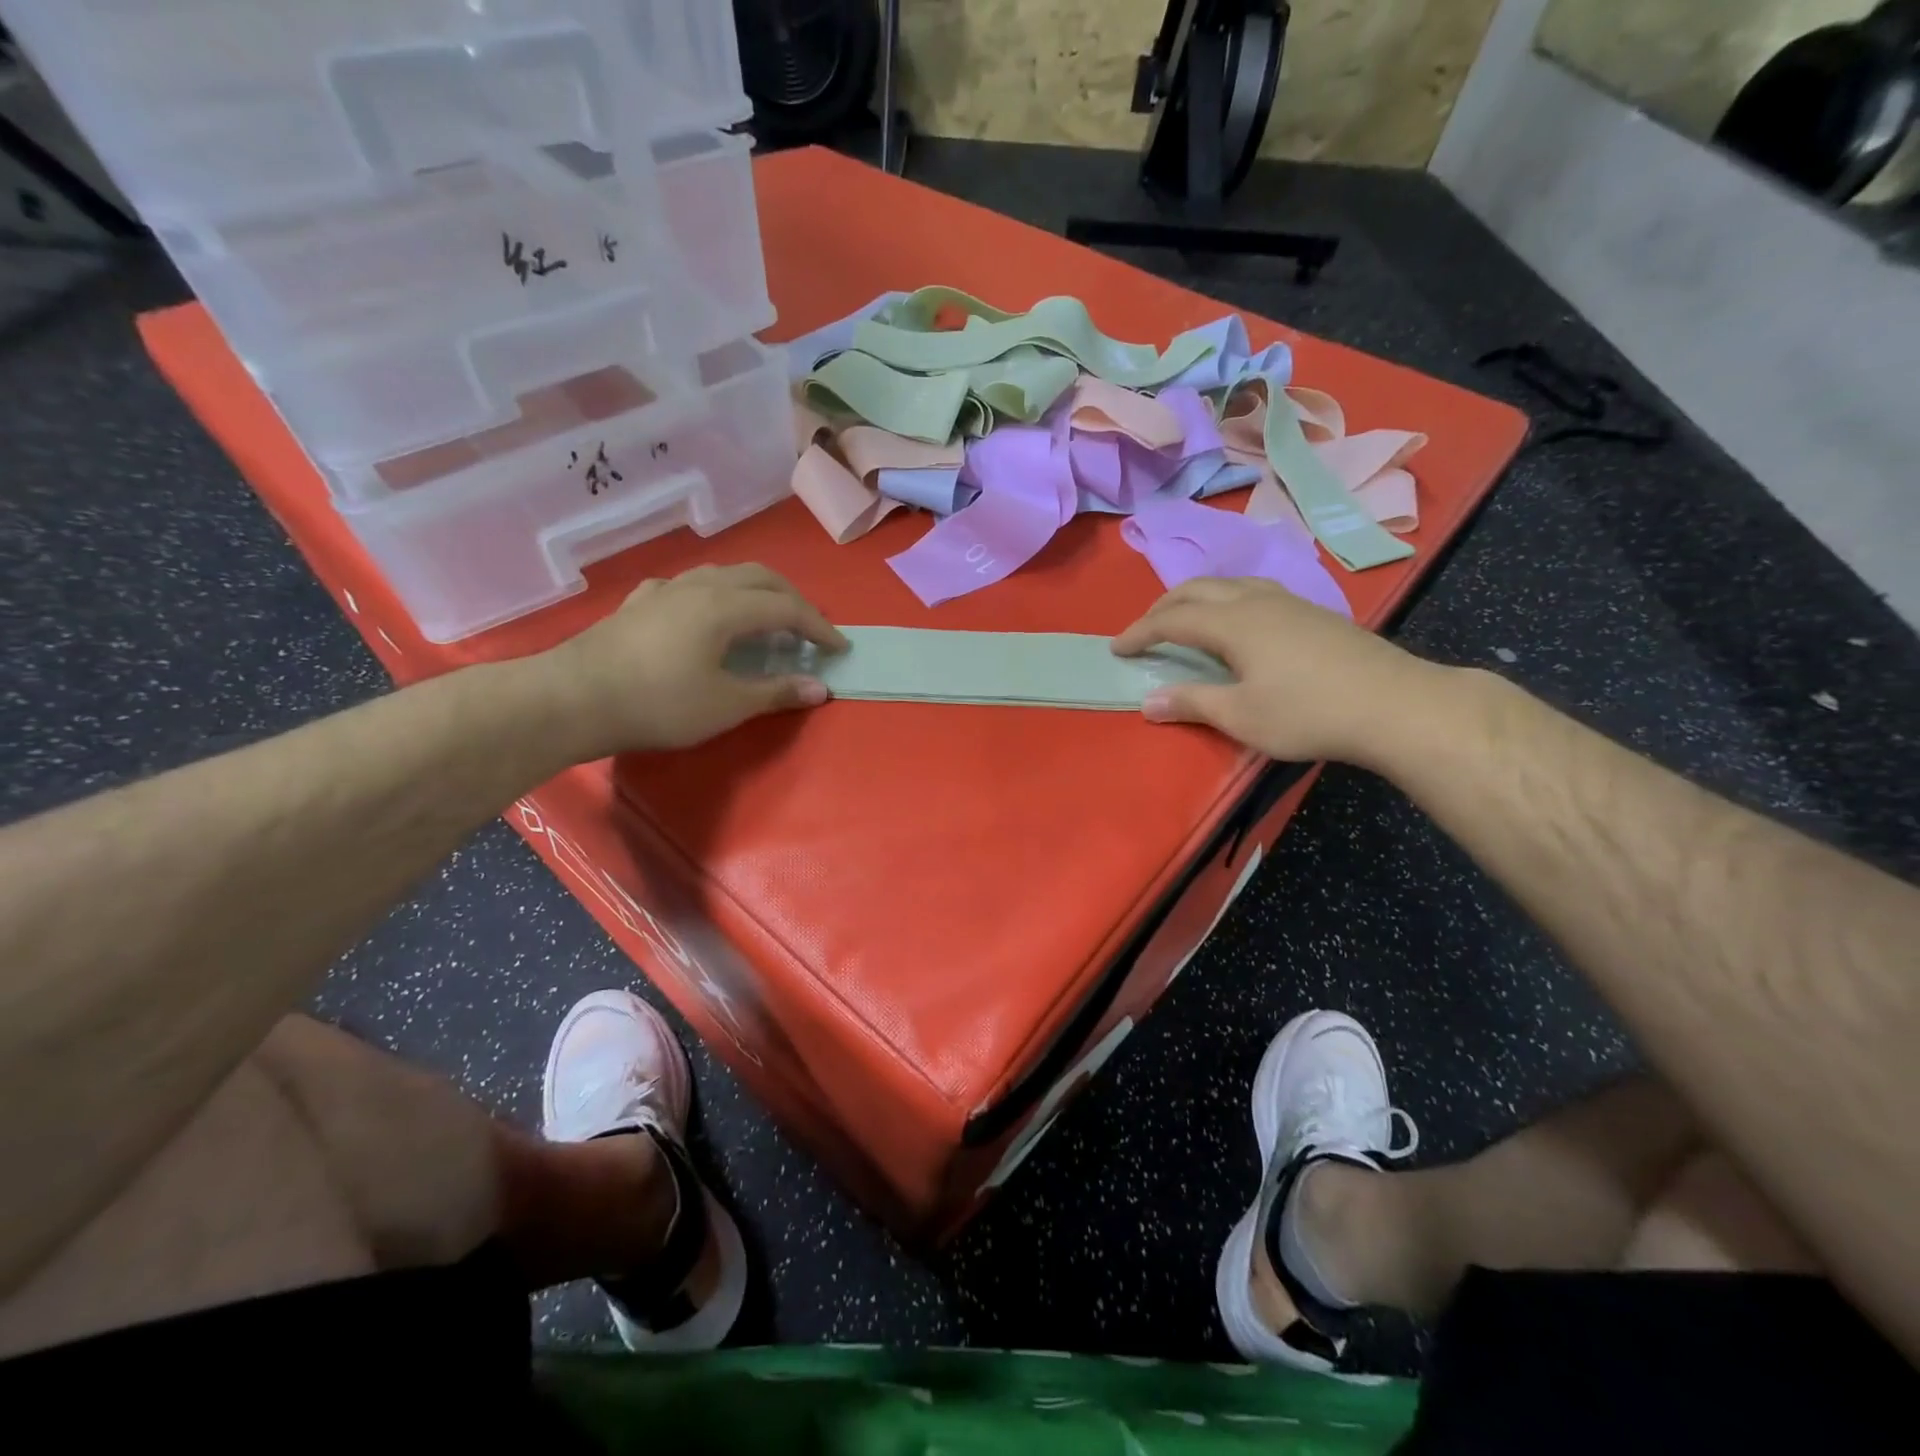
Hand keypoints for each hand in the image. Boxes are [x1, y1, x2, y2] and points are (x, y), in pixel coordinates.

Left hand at [539, 564, 845, 757]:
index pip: (788, 608)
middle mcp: (700, 586)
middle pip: (760, 578)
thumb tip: (820, 688)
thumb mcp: (726, 705)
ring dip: (755, 592)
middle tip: (808, 630)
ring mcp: (665, 590)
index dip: (819, 628)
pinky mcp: (639, 602)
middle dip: (792, 600)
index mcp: (726, 607)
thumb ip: (776, 692)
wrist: (572, 698)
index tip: (839, 649)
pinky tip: (706, 616)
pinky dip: (716, 596)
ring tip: (764, 619)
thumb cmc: (658, 703)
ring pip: (723, 574)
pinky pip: (690, 586)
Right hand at [1111, 577, 1436, 763]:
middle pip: (1197, 589)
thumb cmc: (1309, 713)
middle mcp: (1256, 600)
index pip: (1172, 620)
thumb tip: (1148, 701)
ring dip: (1196, 598)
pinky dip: (1226, 600)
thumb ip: (1191, 704)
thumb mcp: (1241, 716)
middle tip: (1144, 632)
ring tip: (1184, 620)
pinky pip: (1253, 591)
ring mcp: (1289, 602)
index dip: (1140, 633)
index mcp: (1233, 623)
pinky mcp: (1313, 612)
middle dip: (1163, 607)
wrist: (1396, 704)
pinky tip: (1237, 623)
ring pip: (1229, 584)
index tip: (1117, 649)